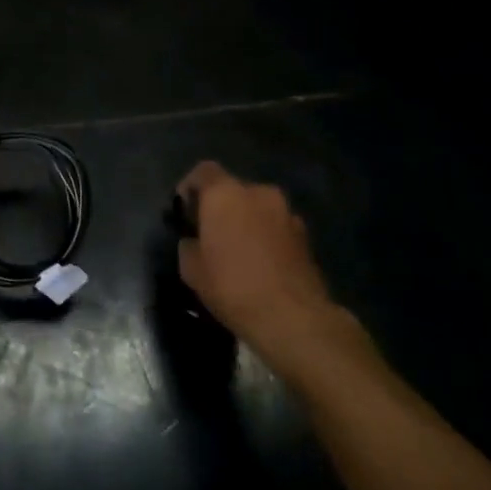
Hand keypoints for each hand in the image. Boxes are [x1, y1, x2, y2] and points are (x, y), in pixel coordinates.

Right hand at [176, 162, 343, 353]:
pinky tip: (261, 264)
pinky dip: (266, 237)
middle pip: (233, 189)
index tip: (184, 211)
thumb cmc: (232, 286)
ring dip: (246, 221)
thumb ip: (189, 245)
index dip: (191, 186)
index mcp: (225, 194)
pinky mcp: (306, 236)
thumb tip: (195, 241)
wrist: (294, 318)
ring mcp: (287, 213)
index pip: (203, 171)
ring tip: (238, 251)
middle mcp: (258, 193)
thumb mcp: (191, 269)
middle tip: (211, 234)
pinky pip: (276, 227)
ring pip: (258, 208)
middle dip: (221, 207)